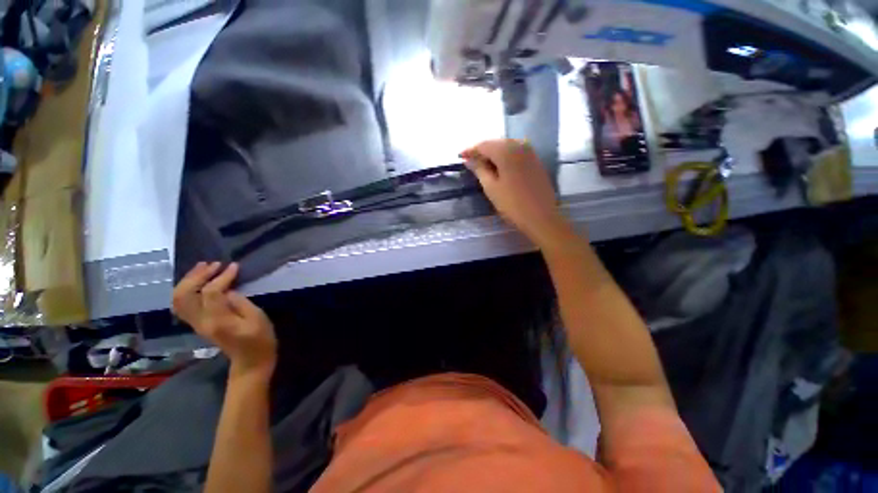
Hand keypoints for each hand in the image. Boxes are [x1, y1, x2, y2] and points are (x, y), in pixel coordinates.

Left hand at [172, 262, 276, 377]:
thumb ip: (241, 302)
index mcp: (218, 321)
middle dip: (198, 276)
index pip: (211, 292)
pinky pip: (182, 304)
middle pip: (186, 294)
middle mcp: (201, 322)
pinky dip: (187, 289)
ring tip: (203, 267)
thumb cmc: (260, 339)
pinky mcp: (198, 323)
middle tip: (214, 264)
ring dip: (189, 280)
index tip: (234, 266)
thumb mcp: (258, 319)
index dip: (221, 277)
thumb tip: (229, 290)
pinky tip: (199, 280)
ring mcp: (196, 323)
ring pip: (179, 299)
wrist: (250, 361)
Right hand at [461, 139, 571, 247]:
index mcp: (506, 151)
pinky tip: (499, 167)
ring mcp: (530, 152)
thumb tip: (468, 160)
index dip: (470, 150)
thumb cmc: (512, 204)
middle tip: (470, 161)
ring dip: (493, 154)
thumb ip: (479, 170)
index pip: (484, 145)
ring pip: (506, 147)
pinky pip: (516, 152)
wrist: (541, 217)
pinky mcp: (535, 161)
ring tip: (482, 165)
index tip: (460, 156)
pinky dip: (504, 157)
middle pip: (495, 143)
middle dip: (481, 151)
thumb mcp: (491, 187)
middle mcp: (520, 145)